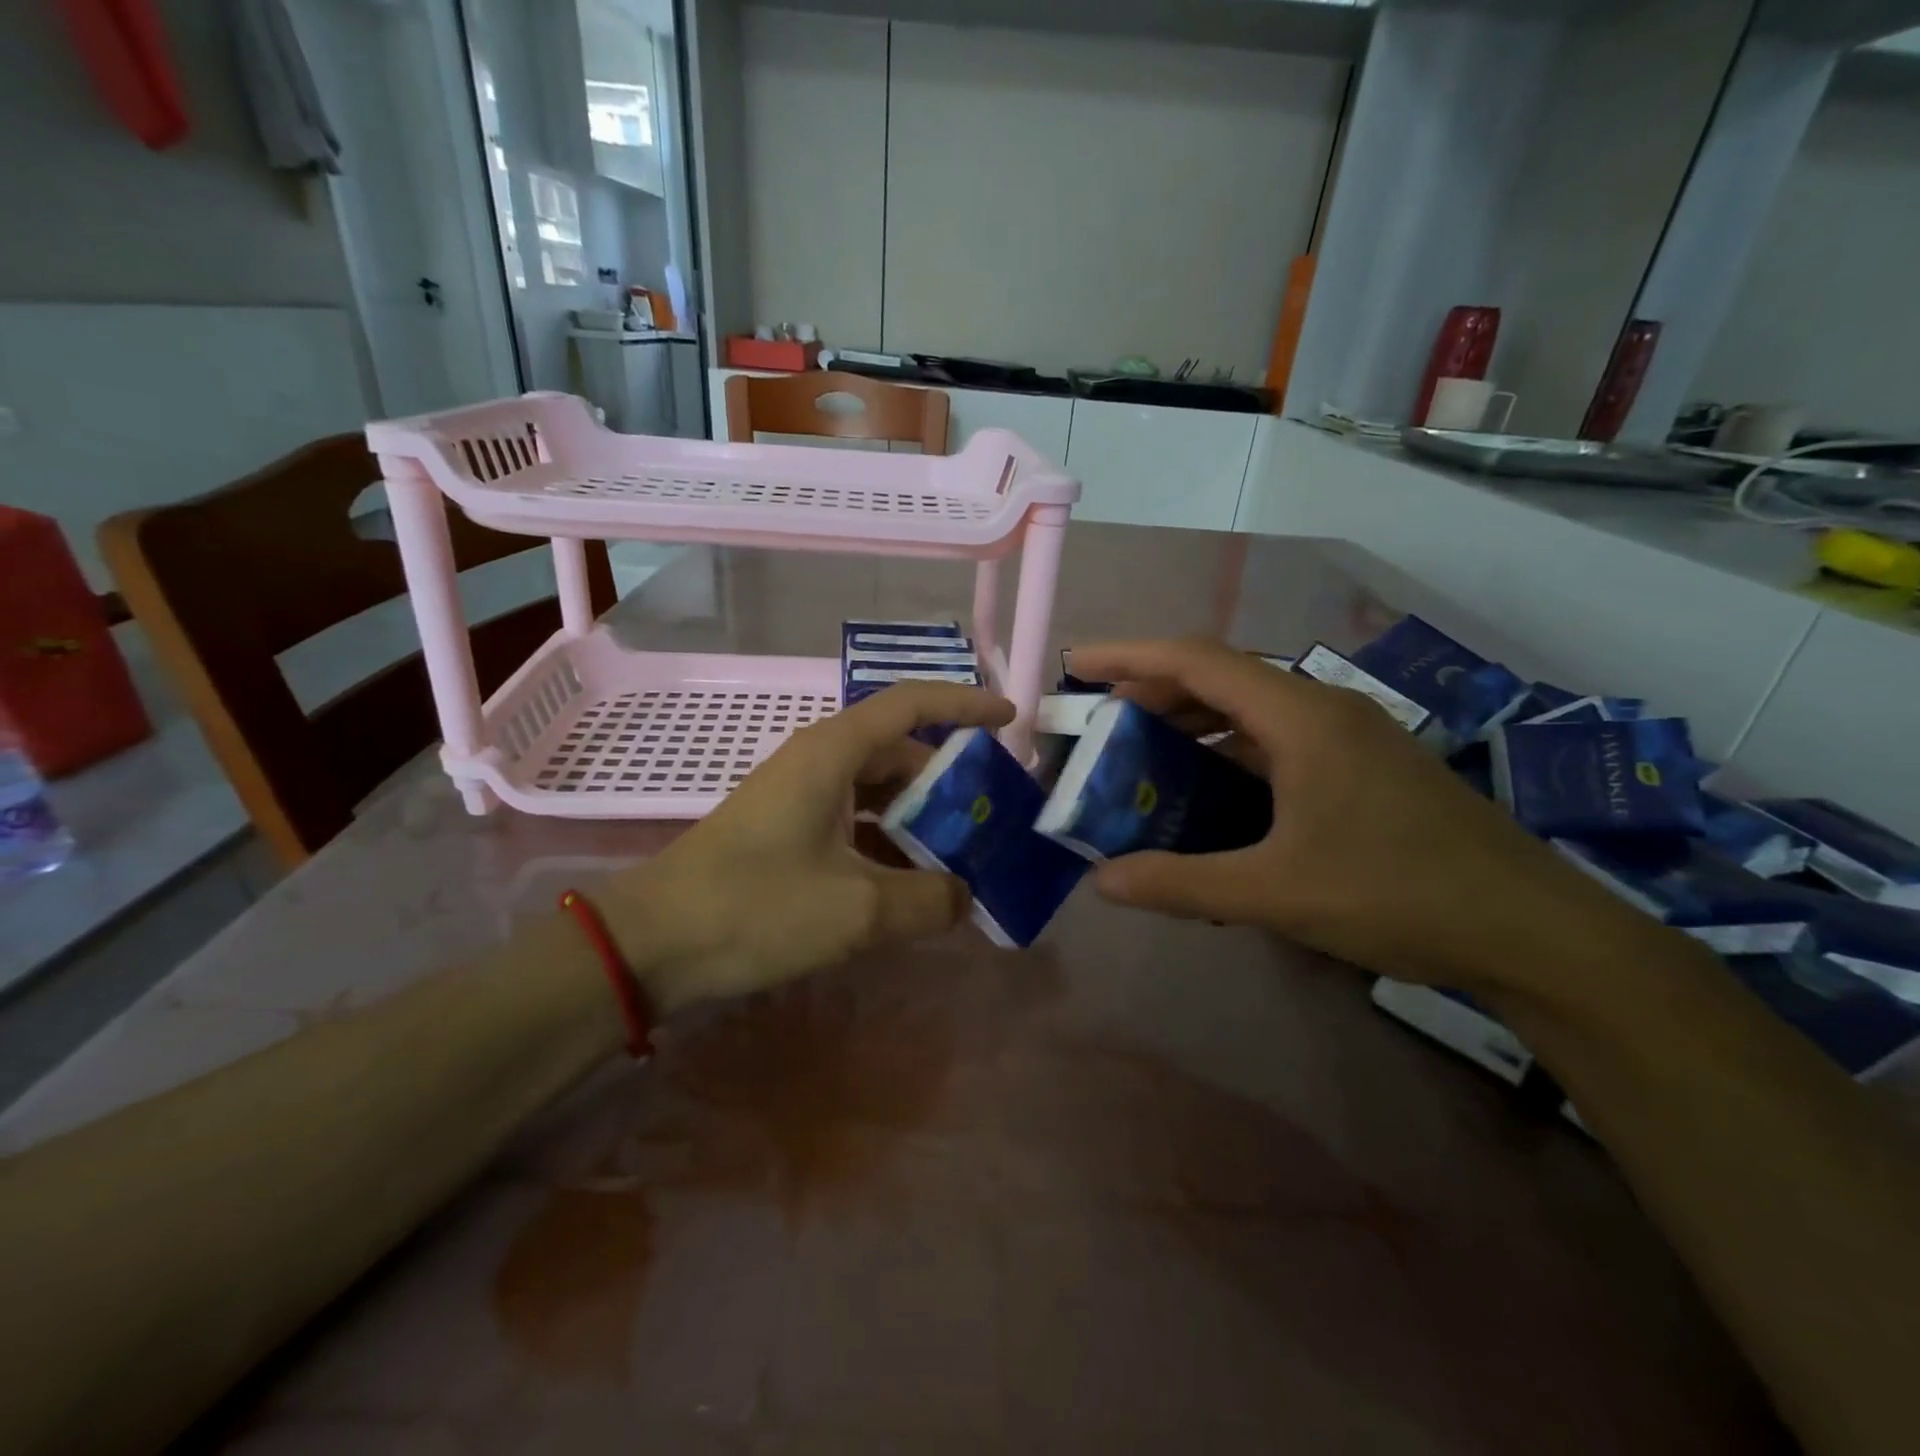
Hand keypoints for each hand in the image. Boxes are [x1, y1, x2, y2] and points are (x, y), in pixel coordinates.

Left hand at [604, 682, 1014, 1008]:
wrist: (652, 943)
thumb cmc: (755, 907)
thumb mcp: (856, 908)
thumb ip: (928, 901)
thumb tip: (964, 897)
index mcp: (834, 753)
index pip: (911, 704)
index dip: (964, 704)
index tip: (1010, 719)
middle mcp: (819, 762)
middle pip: (900, 753)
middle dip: (950, 783)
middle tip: (995, 818)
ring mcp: (800, 797)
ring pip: (878, 793)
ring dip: (920, 820)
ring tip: (965, 856)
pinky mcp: (788, 831)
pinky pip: (855, 823)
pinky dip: (889, 844)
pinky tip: (913, 884)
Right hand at [1068, 638, 1645, 992]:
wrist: (1533, 930)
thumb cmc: (1400, 896)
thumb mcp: (1276, 894)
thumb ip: (1182, 884)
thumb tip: (1102, 883)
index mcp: (1301, 718)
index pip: (1197, 660)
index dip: (1128, 656)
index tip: (1076, 666)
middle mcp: (1323, 710)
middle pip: (1220, 677)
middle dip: (1153, 693)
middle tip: (1102, 728)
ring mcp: (1347, 736)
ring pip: (1249, 709)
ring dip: (1191, 723)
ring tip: (1143, 758)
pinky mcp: (1361, 765)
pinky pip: (1275, 740)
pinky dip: (1228, 752)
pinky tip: (1209, 793)